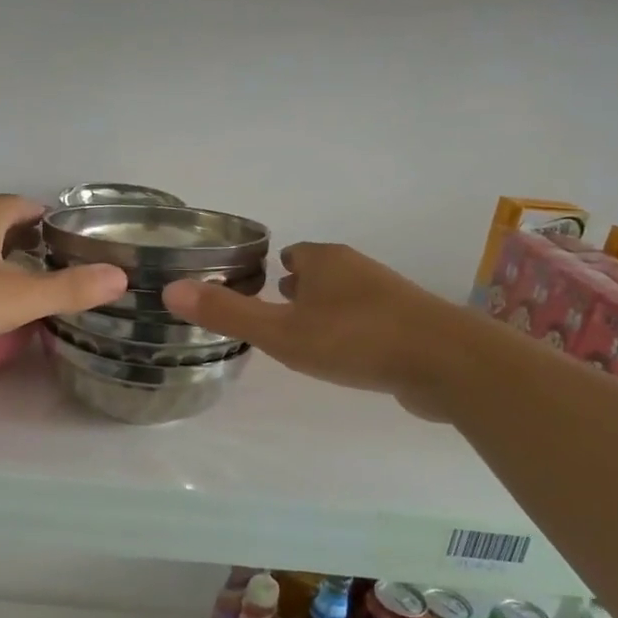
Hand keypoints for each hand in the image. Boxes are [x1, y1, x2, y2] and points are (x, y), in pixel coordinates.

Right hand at [162, 242, 469, 419]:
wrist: (447, 363)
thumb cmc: (355, 339)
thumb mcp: (280, 331)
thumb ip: (227, 313)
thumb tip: (169, 290)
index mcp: (325, 261)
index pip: (291, 254)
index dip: (269, 270)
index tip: (252, 290)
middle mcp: (356, 270)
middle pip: (318, 273)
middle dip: (295, 290)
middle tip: (270, 316)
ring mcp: (388, 296)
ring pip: (343, 298)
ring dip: (322, 312)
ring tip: (300, 338)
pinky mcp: (410, 326)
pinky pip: (367, 322)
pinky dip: (349, 332)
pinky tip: (343, 357)